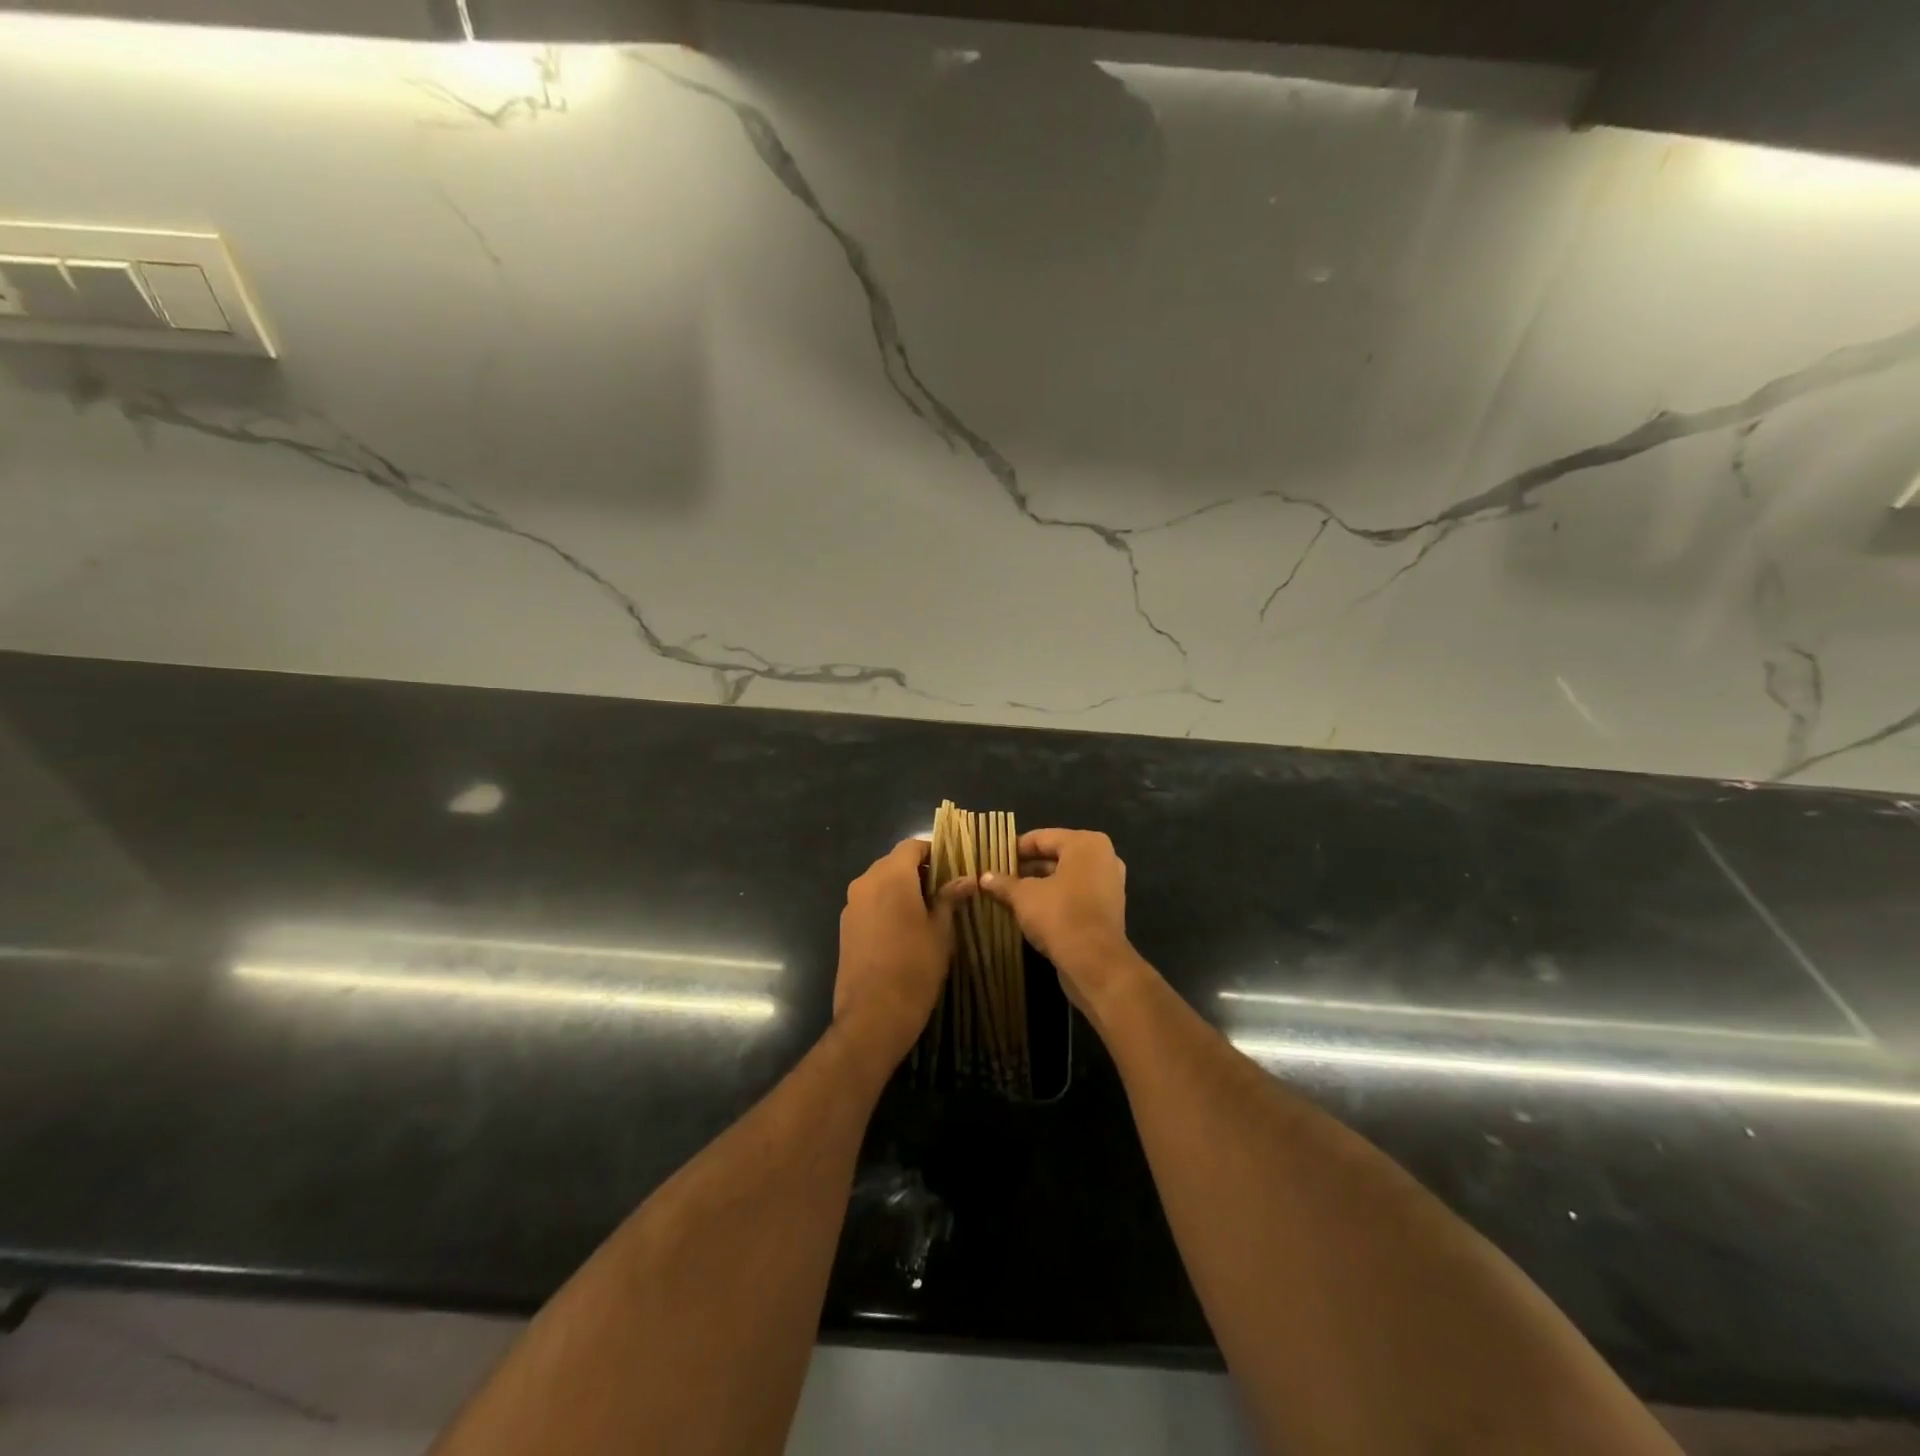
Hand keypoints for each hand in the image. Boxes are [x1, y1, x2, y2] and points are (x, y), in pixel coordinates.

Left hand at [834, 838, 973, 1068]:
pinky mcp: (845, 926)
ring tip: (927, 911)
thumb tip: (966, 879)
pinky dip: (887, 905)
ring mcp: (851, 905)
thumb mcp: (941, 932)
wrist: (873, 1015)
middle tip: (945, 890)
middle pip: (894, 862)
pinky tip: (904, 929)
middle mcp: (866, 882)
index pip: (912, 846)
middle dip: (918, 871)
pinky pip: (869, 902)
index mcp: (891, 876)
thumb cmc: (915, 967)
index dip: (933, 851)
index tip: (953, 866)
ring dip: (902, 888)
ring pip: (880, 882)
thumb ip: (950, 899)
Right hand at [979, 828, 1137, 1010]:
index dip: (1015, 848)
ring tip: (1009, 894)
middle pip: (1056, 856)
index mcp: (1086, 843)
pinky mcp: (1108, 909)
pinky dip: (1055, 899)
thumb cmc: (1059, 915)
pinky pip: (1075, 895)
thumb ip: (1004, 883)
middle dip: (1026, 867)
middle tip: (998, 876)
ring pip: (1065, 877)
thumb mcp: (1024, 896)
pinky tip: (1030, 911)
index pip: (1042, 838)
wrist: (1094, 962)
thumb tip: (984, 878)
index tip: (993, 858)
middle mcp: (1103, 858)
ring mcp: (1108, 884)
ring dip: (1039, 885)